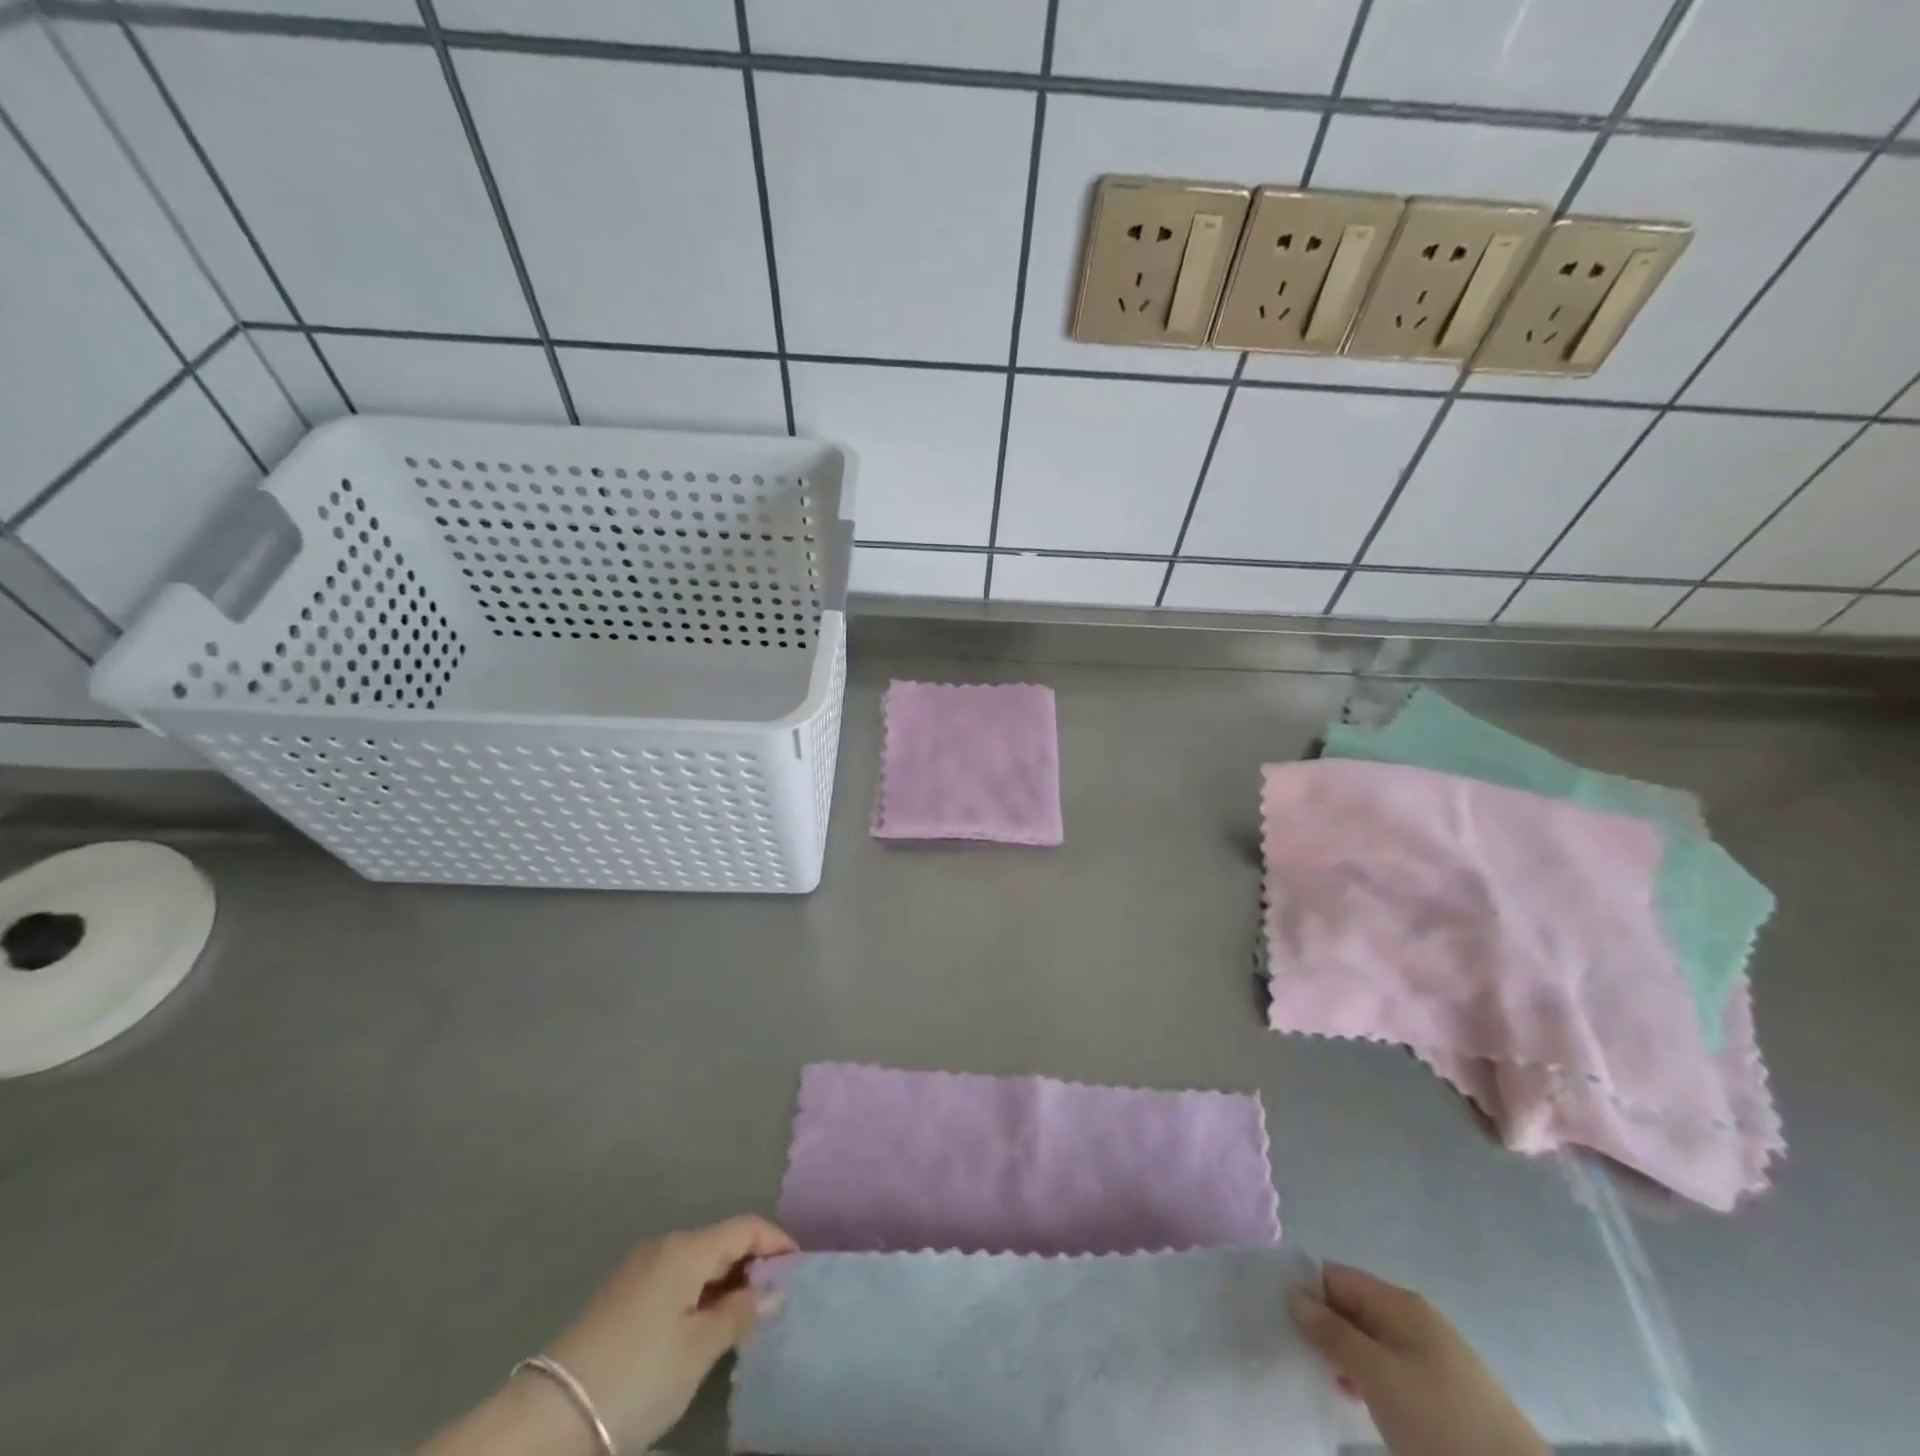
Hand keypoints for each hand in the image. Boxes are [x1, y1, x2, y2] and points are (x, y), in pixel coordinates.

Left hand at [545, 1216, 796, 1450]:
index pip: (746, 1227)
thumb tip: (775, 1291)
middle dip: (752, 1266)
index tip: (801, 1270)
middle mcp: (663, 1246)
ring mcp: (637, 1270)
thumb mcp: (698, 1349)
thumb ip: (741, 1314)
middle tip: (777, 1302)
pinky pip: (674, 1281)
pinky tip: (703, 1329)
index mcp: (686, 1248)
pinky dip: (698, 1295)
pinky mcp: (619, 1296)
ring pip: (697, 1264)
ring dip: (724, 1284)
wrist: (550, 1417)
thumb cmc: (638, 1374)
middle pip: (721, 1242)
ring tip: (745, 1320)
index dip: (777, 1243)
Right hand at [1291, 1264, 1546, 1455]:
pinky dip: (1364, 1375)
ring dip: (1340, 1352)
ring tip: (1315, 1375)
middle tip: (1288, 1347)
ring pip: (1367, 1338)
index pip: (1334, 1275)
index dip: (1303, 1288)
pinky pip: (1387, 1365)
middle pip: (1350, 1305)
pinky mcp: (1440, 1389)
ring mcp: (1430, 1354)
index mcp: (1398, 1302)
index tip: (1274, 1313)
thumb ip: (1332, 1332)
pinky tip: (1352, 1397)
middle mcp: (1413, 1317)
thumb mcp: (1378, 1376)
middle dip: (1319, 1323)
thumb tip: (1293, 1294)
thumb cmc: (1441, 1422)